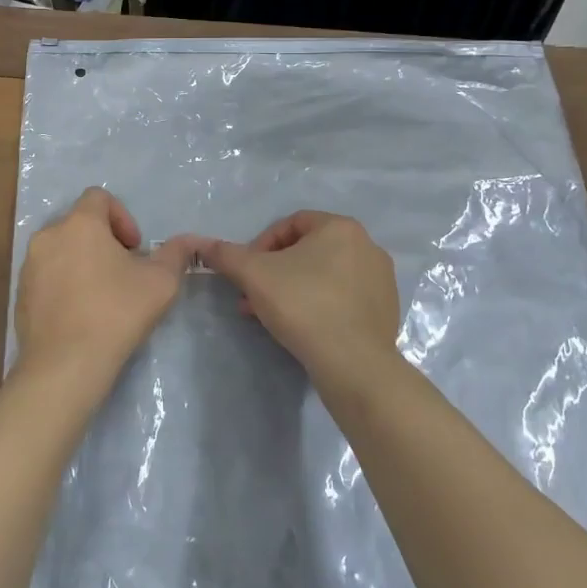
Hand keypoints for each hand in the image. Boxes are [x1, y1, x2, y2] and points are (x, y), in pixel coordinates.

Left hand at [12, 188, 198, 402]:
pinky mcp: (20, 294)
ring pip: (61, 250)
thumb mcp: (160, 282)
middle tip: (123, 272)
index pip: (98, 197)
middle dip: (103, 241)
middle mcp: (48, 236)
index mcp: (80, 224)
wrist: (65, 365)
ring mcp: (29, 266)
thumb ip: (176, 253)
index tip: (134, 249)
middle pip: (79, 224)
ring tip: (102, 295)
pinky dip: (64, 284)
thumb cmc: (116, 313)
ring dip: (82, 262)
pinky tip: (80, 314)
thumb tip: (189, 241)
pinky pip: (46, 276)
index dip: (122, 217)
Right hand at [200, 211, 401, 392]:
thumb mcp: (254, 275)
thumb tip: (201, 244)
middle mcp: (367, 246)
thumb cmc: (303, 305)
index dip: (262, 245)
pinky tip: (303, 328)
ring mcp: (380, 279)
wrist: (353, 363)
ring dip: (293, 289)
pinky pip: (343, 298)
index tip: (247, 273)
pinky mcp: (386, 310)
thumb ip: (226, 255)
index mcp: (340, 227)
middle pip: (307, 250)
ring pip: (324, 275)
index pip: (291, 224)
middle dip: (275, 272)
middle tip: (254, 296)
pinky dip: (319, 306)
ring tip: (272, 315)